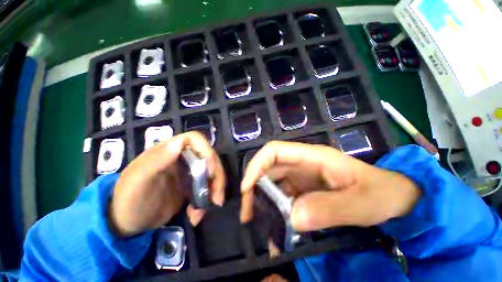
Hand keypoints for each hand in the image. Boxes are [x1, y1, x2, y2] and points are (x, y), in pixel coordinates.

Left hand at [109, 132, 225, 236]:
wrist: (126, 222)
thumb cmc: (128, 199)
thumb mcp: (138, 181)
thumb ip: (156, 161)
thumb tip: (179, 143)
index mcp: (169, 150)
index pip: (195, 140)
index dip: (207, 151)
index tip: (210, 171)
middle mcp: (182, 157)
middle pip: (210, 158)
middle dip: (217, 177)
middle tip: (217, 199)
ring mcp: (189, 172)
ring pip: (212, 174)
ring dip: (214, 191)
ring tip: (204, 211)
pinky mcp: (191, 185)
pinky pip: (207, 188)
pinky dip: (206, 201)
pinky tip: (195, 215)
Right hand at [240, 141, 419, 231]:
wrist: (396, 198)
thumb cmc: (382, 194)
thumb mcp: (362, 203)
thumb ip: (329, 209)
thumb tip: (292, 218)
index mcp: (312, 156)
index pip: (274, 151)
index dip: (257, 165)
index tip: (246, 188)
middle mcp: (302, 163)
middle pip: (268, 167)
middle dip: (254, 186)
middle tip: (248, 213)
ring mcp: (302, 176)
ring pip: (273, 182)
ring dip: (263, 200)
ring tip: (258, 224)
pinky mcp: (304, 189)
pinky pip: (283, 197)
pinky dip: (276, 211)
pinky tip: (277, 230)